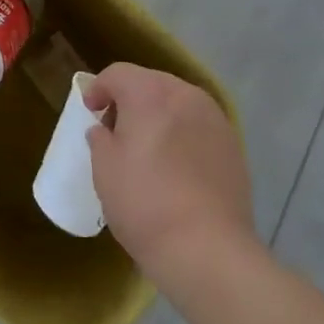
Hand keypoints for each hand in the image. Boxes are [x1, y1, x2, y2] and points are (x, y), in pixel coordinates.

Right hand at [85, 63, 254, 285]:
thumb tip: (104, 130)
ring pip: (178, 103)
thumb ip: (100, 139)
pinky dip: (183, 134)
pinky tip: (176, 166)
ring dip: (159, 115)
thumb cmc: (145, 203)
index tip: (90, 110)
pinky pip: (198, 126)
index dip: (99, 88)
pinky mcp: (233, 145)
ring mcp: (215, 118)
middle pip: (150, 83)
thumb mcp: (104, 170)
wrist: (208, 250)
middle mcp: (185, 94)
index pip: (118, 73)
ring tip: (148, 149)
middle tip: (115, 130)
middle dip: (130, 99)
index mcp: (150, 93)